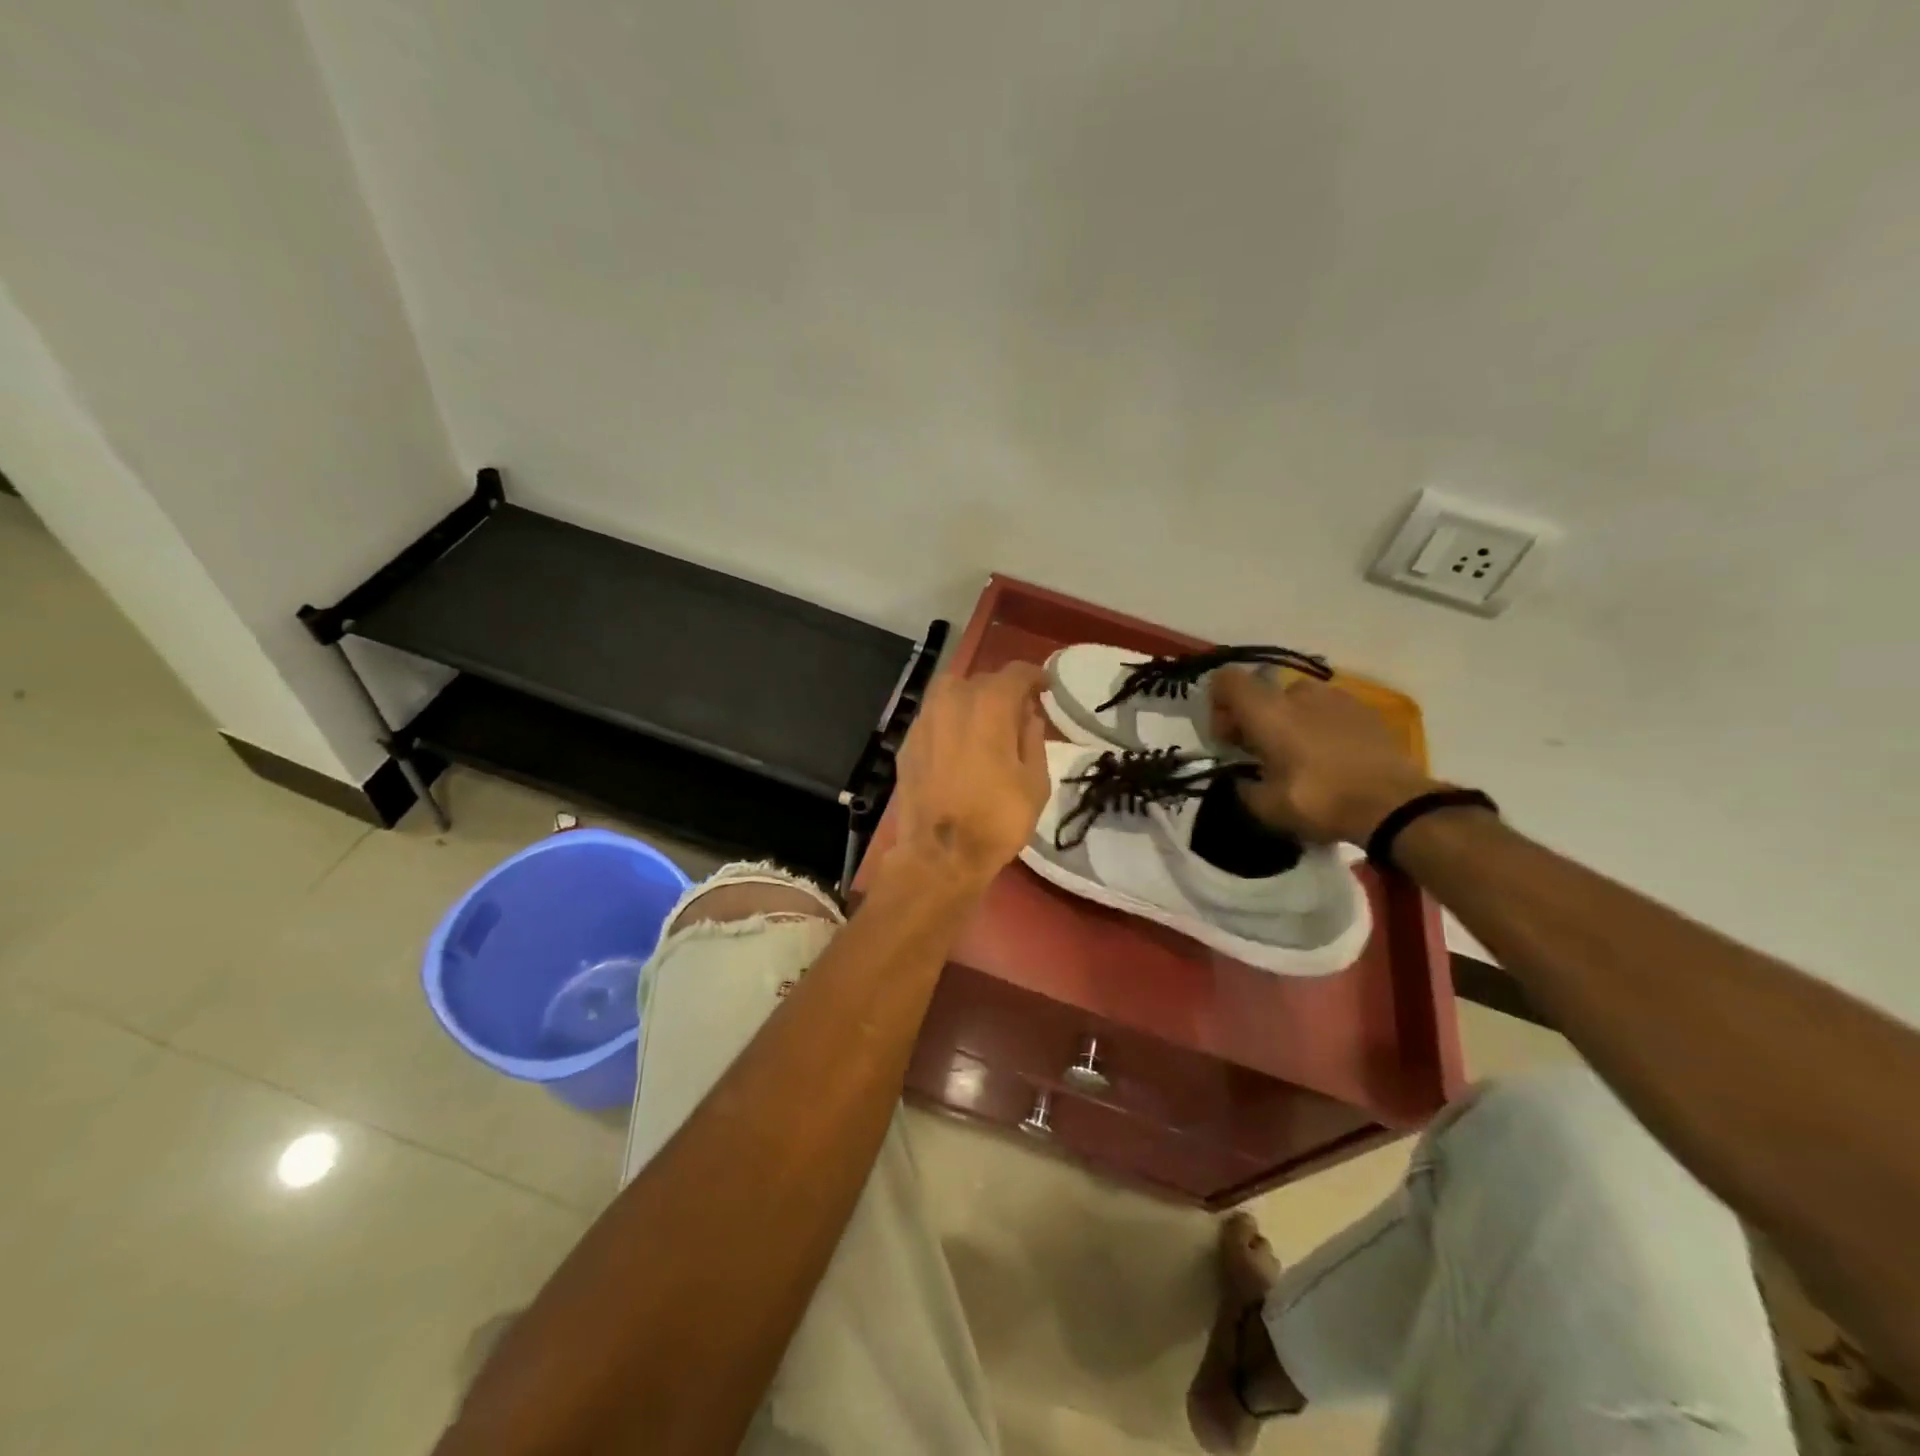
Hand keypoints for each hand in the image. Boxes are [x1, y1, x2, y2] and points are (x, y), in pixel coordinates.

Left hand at [886, 664, 1050, 889]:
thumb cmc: (997, 819)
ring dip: (971, 699)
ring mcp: (924, 720)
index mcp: (989, 705)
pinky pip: (934, 717)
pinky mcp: (907, 742)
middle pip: (981, 680)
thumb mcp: (1035, 782)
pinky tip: (959, 743)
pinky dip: (950, 721)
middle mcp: (952, 701)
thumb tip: (1028, 716)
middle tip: (1018, 711)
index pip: (1015, 673)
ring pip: (950, 692)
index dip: (1034, 676)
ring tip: (985, 722)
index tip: (1046, 688)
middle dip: (1002, 690)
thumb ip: (1033, 739)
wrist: (939, 854)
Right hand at [1209, 669, 1441, 843]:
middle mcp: (1300, 694)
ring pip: (1299, 701)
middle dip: (1256, 719)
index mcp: (1268, 712)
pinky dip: (1321, 727)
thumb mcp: (1266, 807)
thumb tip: (1242, 780)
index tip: (1227, 737)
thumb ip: (1244, 788)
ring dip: (1290, 722)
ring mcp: (1338, 698)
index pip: (1227, 680)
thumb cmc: (1321, 801)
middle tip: (1261, 755)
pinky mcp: (1367, 711)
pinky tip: (1331, 759)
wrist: (1395, 805)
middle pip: (1264, 693)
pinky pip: (1329, 711)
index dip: (1218, 703)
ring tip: (1299, 757)